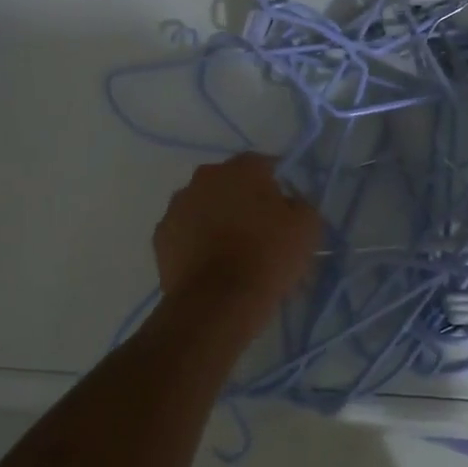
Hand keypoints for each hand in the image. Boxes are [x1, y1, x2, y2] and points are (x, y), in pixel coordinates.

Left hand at [153, 154, 320, 310]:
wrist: (219, 300)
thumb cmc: (268, 255)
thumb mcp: (307, 227)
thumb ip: (299, 205)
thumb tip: (289, 205)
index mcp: (242, 168)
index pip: (264, 166)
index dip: (276, 186)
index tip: (286, 209)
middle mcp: (205, 177)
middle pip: (229, 184)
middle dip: (243, 201)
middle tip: (260, 231)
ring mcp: (177, 206)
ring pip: (203, 208)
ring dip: (216, 221)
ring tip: (234, 253)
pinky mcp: (161, 237)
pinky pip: (185, 234)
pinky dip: (196, 244)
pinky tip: (211, 266)